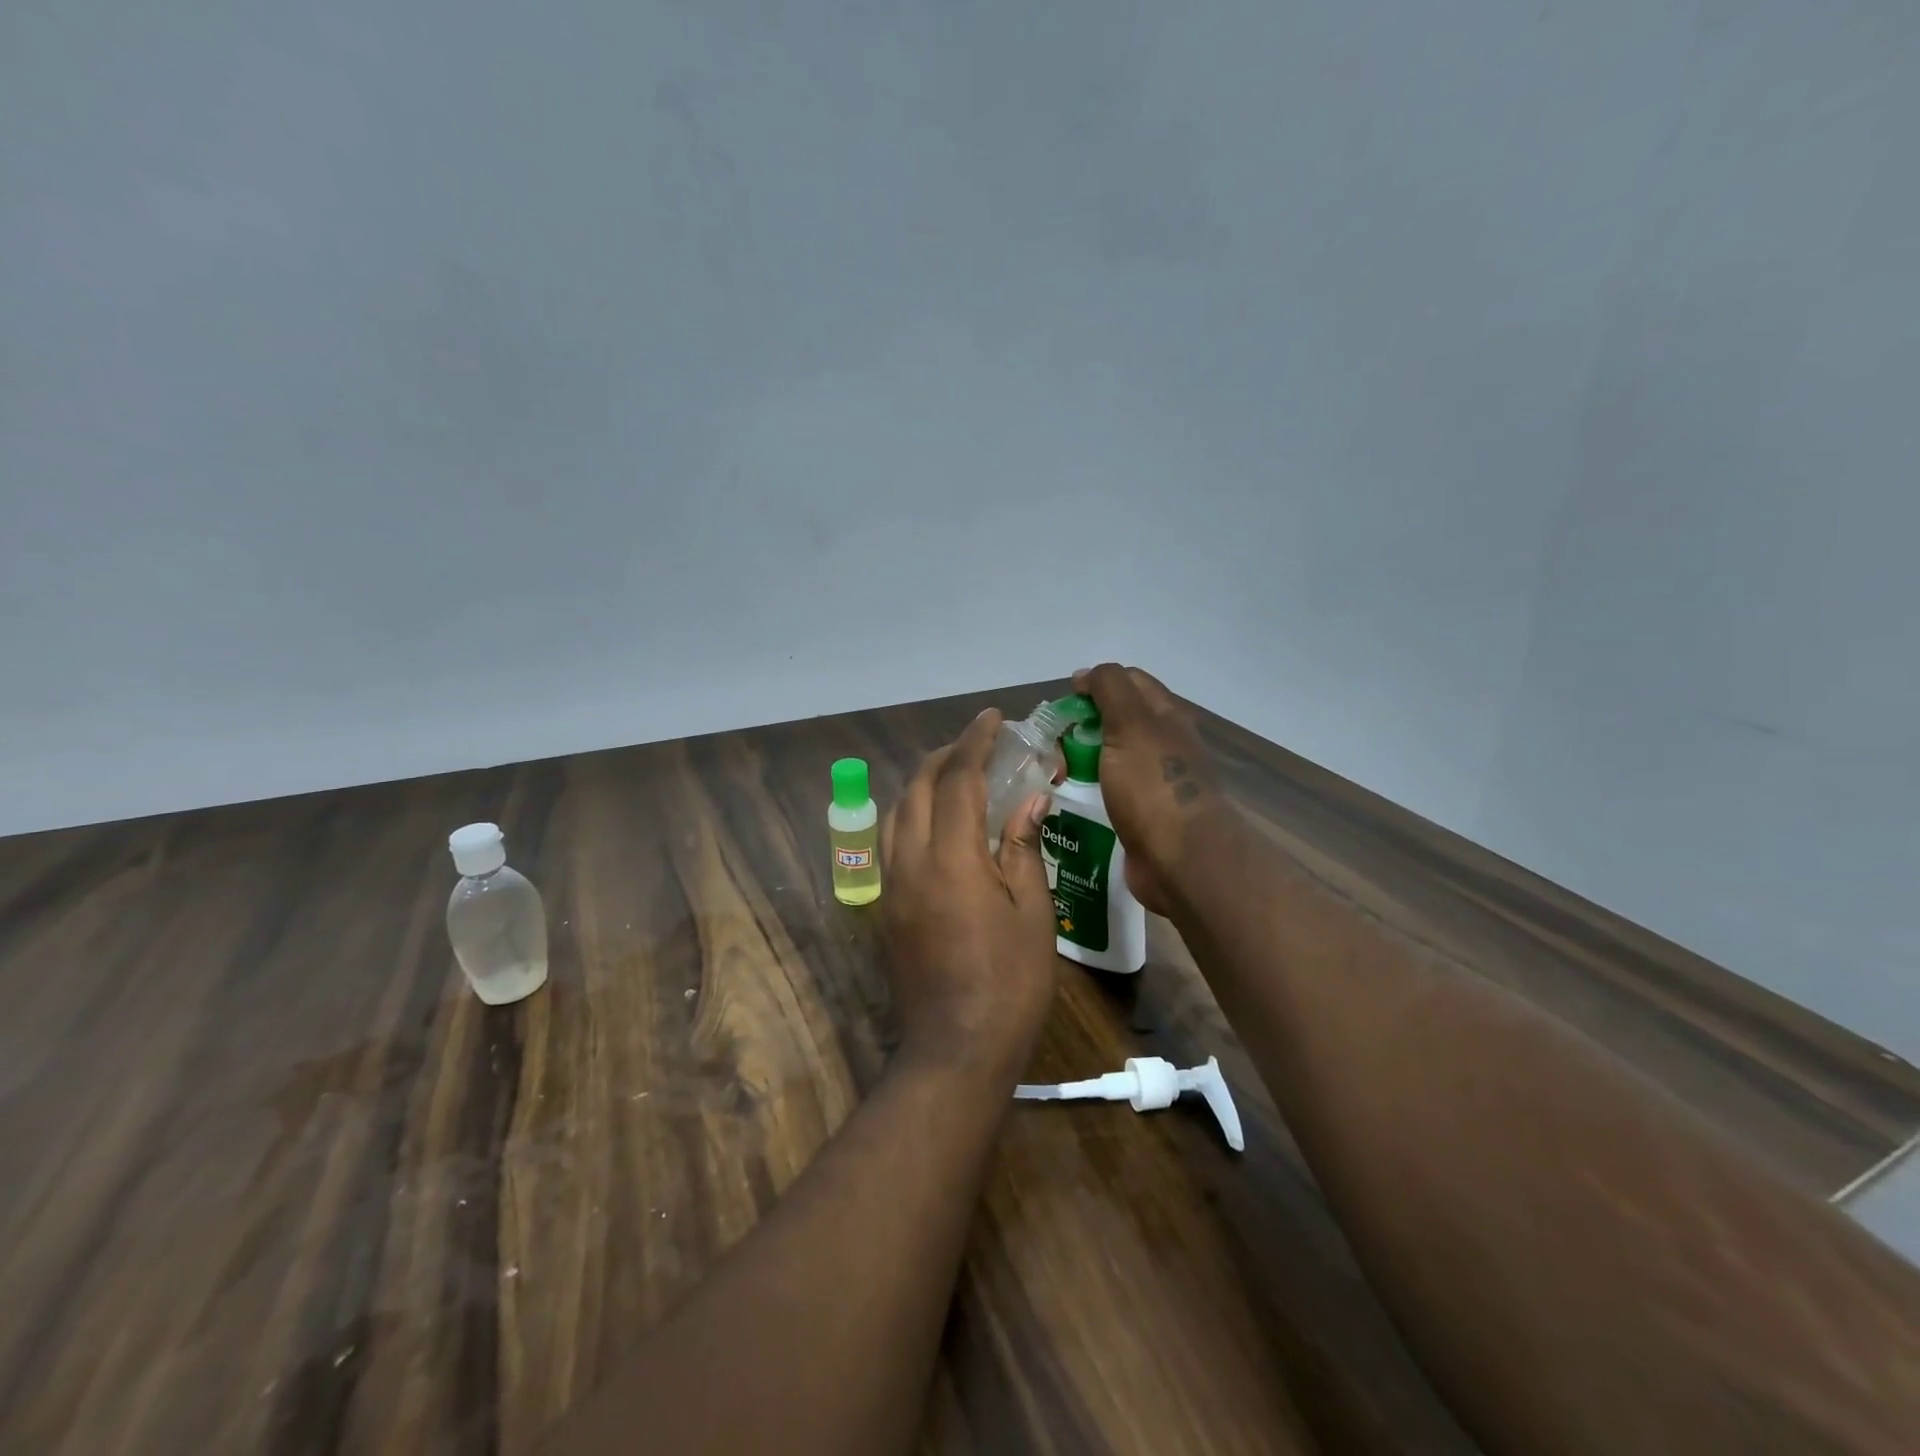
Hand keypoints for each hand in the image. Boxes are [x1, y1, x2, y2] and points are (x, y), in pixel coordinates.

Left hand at [879, 709, 1059, 1069]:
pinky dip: (912, 814)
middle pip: (916, 786)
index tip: (992, 718)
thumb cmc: (1009, 984)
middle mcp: (910, 861)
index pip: (957, 779)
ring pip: (896, 811)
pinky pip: (893, 841)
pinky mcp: (886, 907)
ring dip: (923, 783)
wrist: (954, 1050)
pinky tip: (939, 826)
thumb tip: (1029, 800)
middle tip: (977, 745)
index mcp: (951, 858)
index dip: (975, 742)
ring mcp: (892, 885)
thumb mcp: (1033, 914)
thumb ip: (1023, 848)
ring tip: (957, 778)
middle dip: (945, 755)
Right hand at [1073, 664, 1229, 914]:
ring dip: (1084, 756)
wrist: (1180, 860)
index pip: (1129, 681)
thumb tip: (1086, 675)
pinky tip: (1069, 795)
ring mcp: (1155, 781)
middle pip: (1119, 719)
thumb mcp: (1130, 724)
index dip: (1096, 683)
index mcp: (1166, 717)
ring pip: (1112, 756)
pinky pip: (1110, 790)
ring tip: (1054, 768)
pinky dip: (1090, 787)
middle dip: (1085, 722)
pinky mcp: (1143, 813)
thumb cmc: (1153, 786)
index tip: (1064, 701)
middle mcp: (1164, 744)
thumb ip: (1109, 690)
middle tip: (1053, 739)